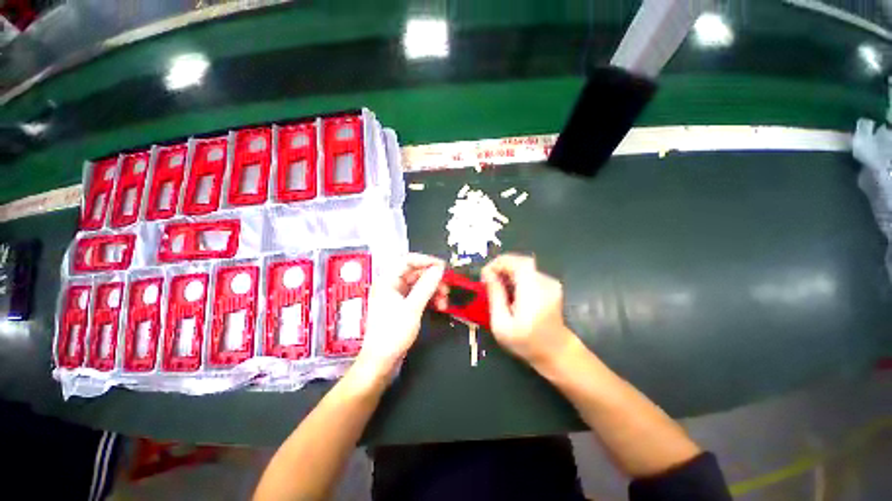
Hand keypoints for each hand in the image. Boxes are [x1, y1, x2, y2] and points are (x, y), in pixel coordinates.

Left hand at [355, 253, 445, 380]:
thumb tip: (439, 269)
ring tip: (444, 300)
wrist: (381, 362)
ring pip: (419, 284)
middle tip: (447, 287)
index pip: (408, 260)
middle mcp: (391, 285)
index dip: (426, 261)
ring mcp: (397, 296)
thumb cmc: (392, 334)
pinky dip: (430, 298)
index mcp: (387, 280)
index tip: (442, 267)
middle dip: (433, 279)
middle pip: (416, 273)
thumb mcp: (413, 308)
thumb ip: (427, 286)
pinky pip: (419, 295)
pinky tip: (439, 305)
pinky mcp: (403, 306)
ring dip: (434, 290)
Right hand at [481, 254, 576, 369]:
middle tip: (489, 280)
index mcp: (532, 291)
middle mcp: (544, 282)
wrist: (556, 352)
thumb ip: (495, 295)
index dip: (497, 264)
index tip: (485, 276)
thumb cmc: (526, 342)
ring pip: (525, 265)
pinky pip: (530, 272)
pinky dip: (517, 276)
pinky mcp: (551, 285)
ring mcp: (550, 282)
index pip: (516, 262)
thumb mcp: (501, 323)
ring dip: (508, 271)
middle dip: (501, 266)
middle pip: (520, 261)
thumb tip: (488, 274)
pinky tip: (511, 290)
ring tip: (498, 286)